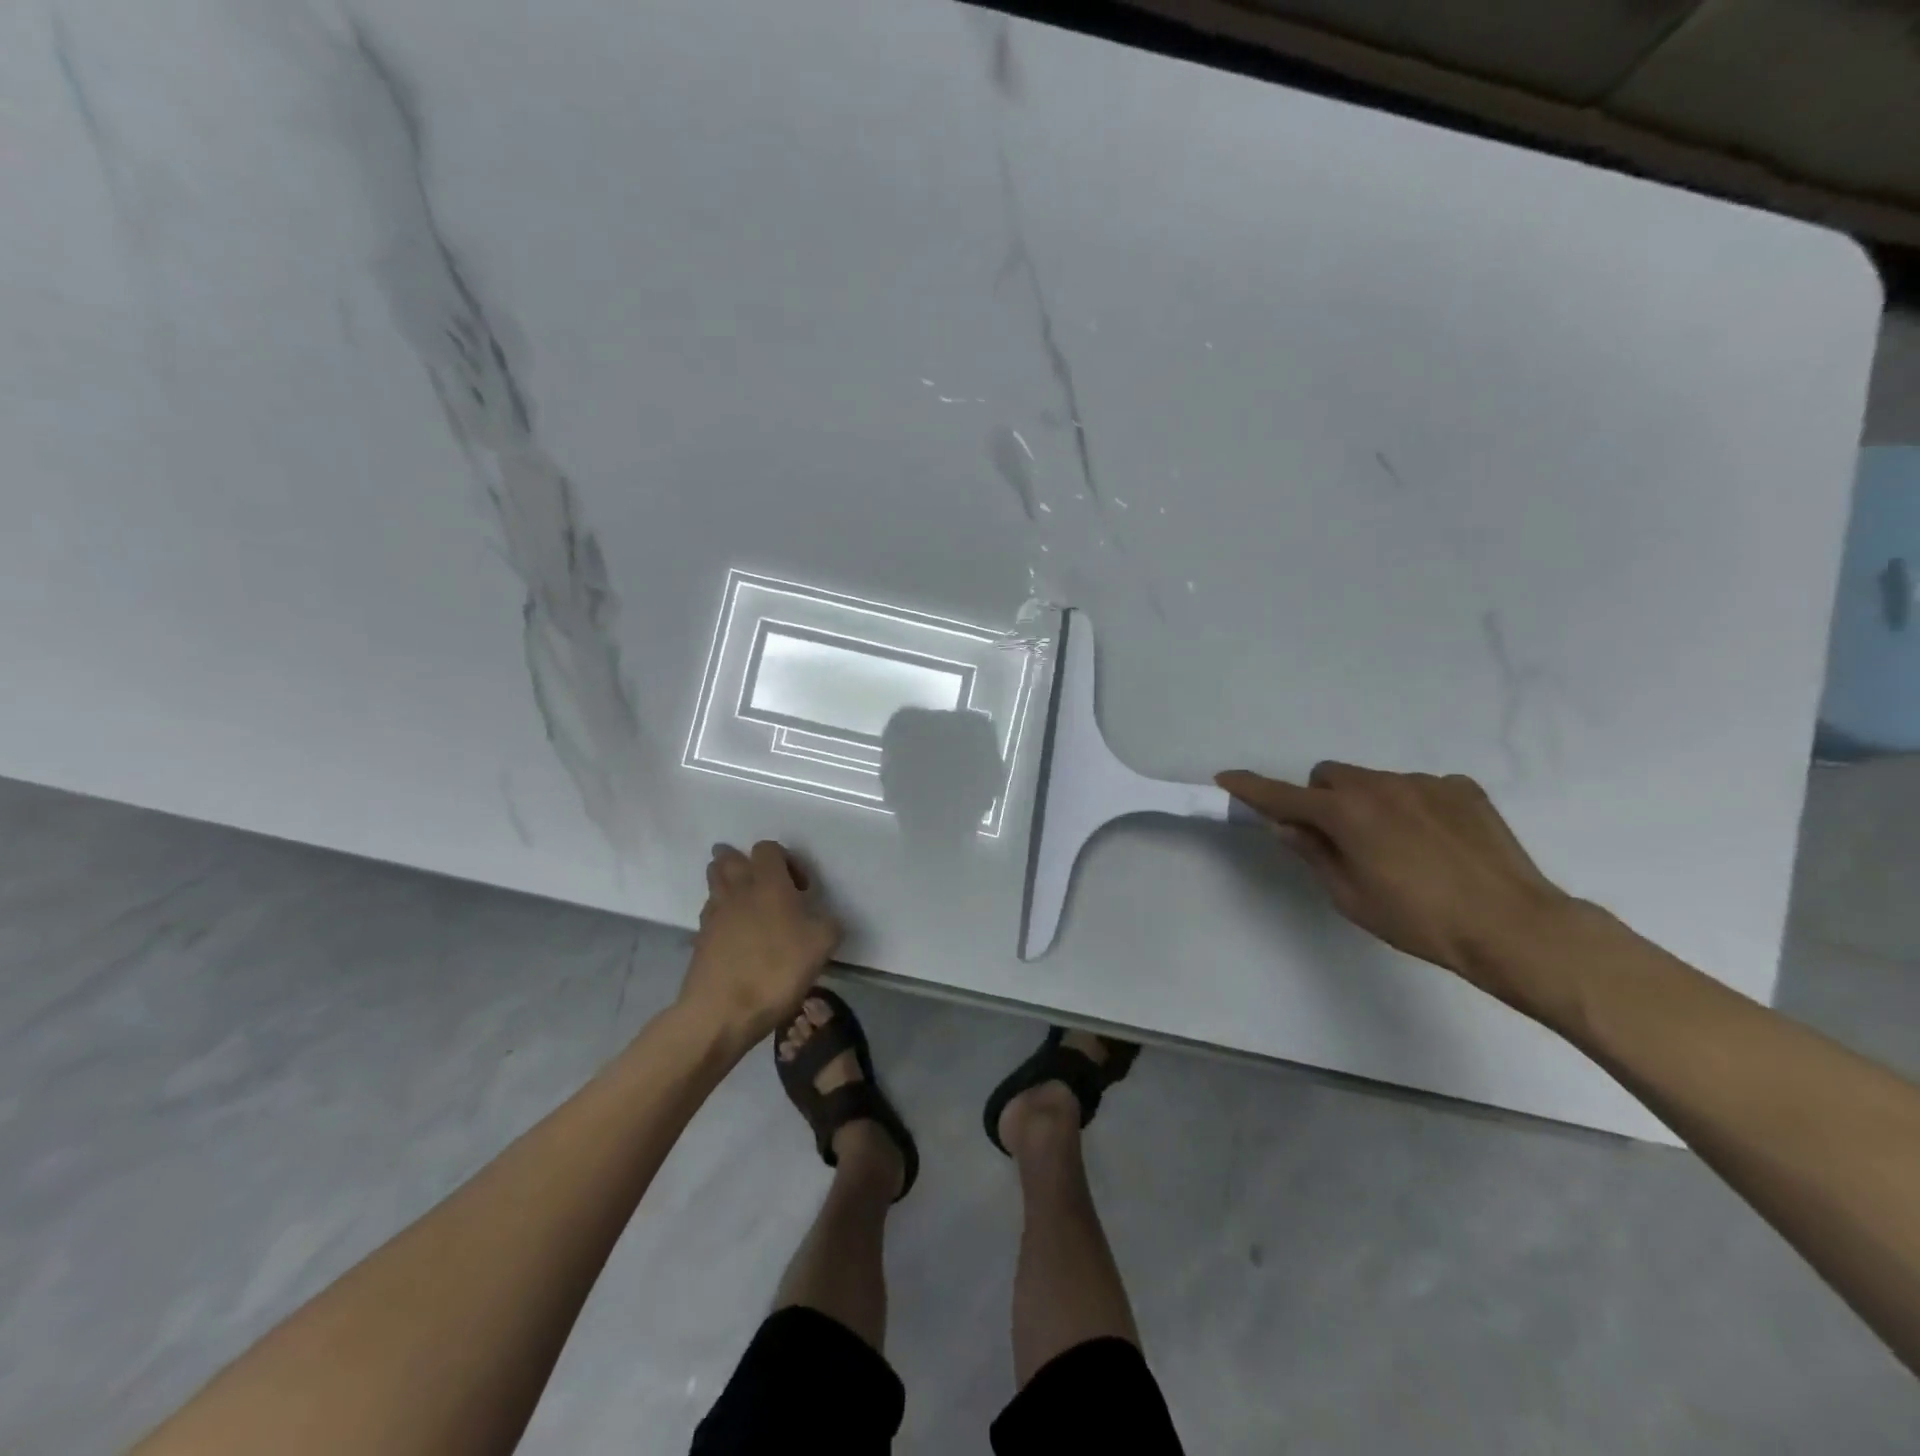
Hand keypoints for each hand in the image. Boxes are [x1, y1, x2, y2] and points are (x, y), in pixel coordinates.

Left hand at [679, 841, 842, 1046]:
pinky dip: (722, 914)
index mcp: (768, 883)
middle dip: (746, 863)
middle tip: (767, 886)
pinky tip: (737, 935)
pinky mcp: (700, 939)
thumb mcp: (822, 945)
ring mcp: (714, 914)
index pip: (768, 848)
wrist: (722, 1011)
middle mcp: (737, 890)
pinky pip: (710, 913)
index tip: (801, 889)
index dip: (786, 860)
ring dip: (730, 884)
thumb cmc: (776, 970)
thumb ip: (828, 923)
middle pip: (729, 858)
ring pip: (715, 882)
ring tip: (751, 906)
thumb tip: (823, 919)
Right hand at [1216, 763, 1576, 1009]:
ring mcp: (1424, 782)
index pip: (1284, 795)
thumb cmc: (1419, 921)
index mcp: (1346, 814)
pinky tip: (1435, 842)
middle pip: (1330, 777)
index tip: (1226, 778)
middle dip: (1322, 799)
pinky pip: (1417, 787)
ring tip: (1397, 847)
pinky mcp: (1461, 788)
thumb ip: (1313, 853)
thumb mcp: (1350, 896)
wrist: (1513, 926)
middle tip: (1337, 837)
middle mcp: (1380, 785)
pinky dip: (1410, 806)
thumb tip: (1285, 826)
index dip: (1251, 788)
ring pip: (1374, 781)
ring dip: (1367, 802)